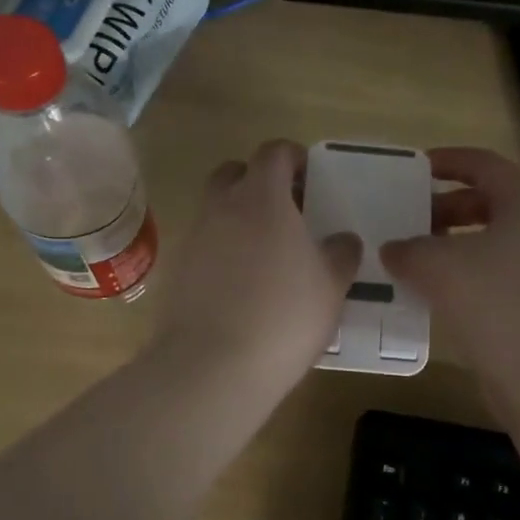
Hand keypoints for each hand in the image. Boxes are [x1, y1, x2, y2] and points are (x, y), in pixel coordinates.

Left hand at [153, 140, 360, 395]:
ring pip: (216, 208)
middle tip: (286, 210)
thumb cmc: (283, 316)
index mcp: (262, 198)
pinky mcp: (176, 269)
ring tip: (266, 251)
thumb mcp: (331, 286)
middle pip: (235, 173)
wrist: (212, 367)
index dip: (293, 156)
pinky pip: (203, 243)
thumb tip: (343, 239)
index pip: (274, 152)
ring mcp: (194, 237)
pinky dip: (221, 249)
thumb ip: (341, 253)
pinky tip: (240, 283)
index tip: (310, 175)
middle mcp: (222, 206)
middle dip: (260, 181)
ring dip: (238, 216)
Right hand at [381, 148, 519, 393]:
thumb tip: (394, 249)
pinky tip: (437, 294)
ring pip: (493, 241)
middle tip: (409, 218)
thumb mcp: (438, 266)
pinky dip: (467, 274)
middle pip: (490, 201)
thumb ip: (409, 249)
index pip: (484, 163)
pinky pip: (499, 273)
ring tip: (415, 258)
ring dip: (453, 244)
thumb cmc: (498, 304)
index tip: (414, 169)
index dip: (447, 161)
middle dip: (446, 207)